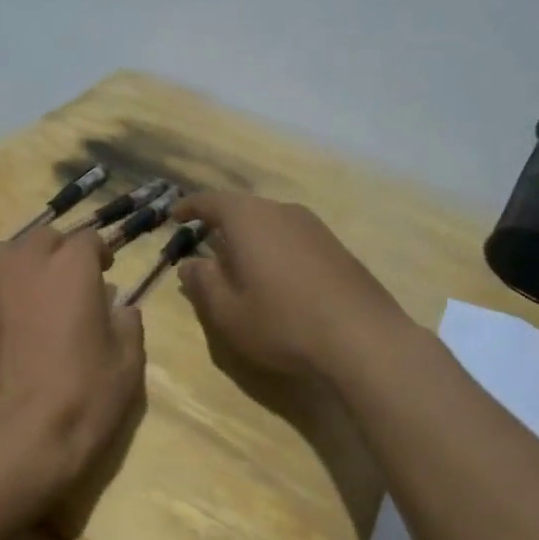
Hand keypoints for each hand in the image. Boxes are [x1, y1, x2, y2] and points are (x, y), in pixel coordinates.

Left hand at [0, 226, 145, 521]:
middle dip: (59, 255)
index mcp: (71, 265)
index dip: (99, 255)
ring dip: (23, 267)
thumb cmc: (81, 398)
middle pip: (44, 240)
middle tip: (68, 288)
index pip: (88, 239)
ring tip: (30, 298)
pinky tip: (1, 321)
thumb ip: (127, 324)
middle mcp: (26, 261)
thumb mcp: (127, 365)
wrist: (11, 438)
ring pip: (7, 255)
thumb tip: (119, 308)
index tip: (105, 274)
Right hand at [174, 191, 413, 383]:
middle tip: (204, 244)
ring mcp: (313, 226)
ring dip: (249, 237)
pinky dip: (274, 247)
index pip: (211, 201)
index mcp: (248, 219)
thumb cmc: (283, 321)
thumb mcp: (228, 311)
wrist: (363, 338)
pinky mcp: (335, 246)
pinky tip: (275, 276)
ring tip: (238, 262)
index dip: (190, 207)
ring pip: (269, 222)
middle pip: (242, 208)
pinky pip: (292, 236)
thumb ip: (203, 283)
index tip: (174, 216)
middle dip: (220, 223)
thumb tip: (189, 264)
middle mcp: (281, 211)